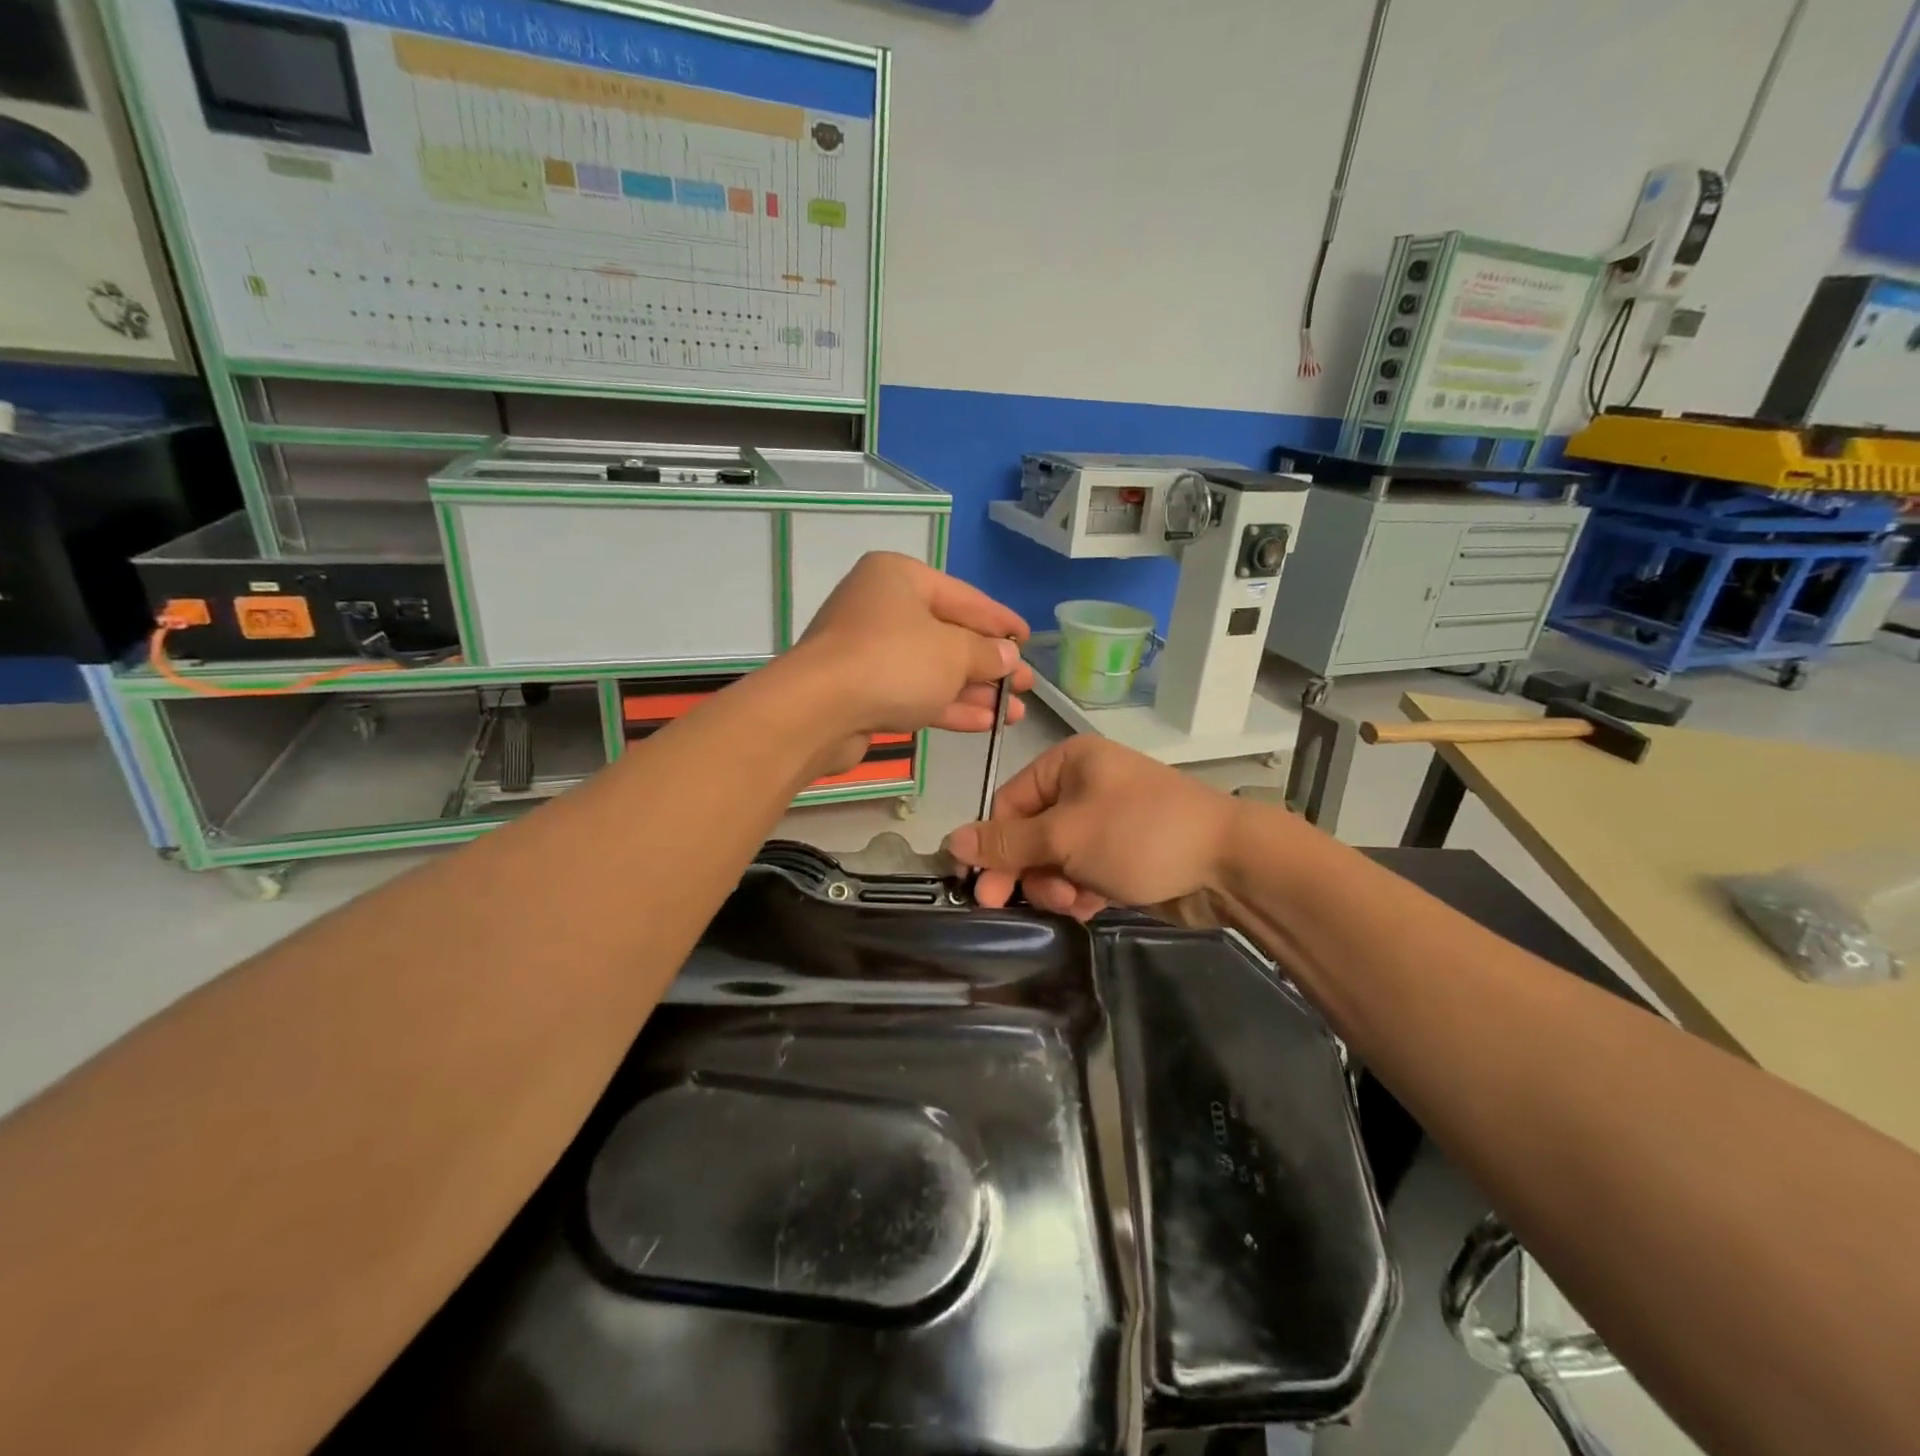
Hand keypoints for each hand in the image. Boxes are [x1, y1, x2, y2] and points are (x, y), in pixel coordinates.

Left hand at [781, 553, 1031, 766]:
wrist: (817, 711)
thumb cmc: (893, 662)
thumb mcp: (953, 653)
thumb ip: (987, 653)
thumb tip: (1009, 656)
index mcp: (900, 577)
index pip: (965, 597)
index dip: (1000, 621)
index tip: (1028, 640)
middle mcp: (881, 607)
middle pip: (948, 634)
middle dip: (990, 664)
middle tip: (1027, 685)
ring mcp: (868, 650)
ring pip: (932, 668)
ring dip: (974, 690)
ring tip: (1014, 712)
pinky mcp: (861, 690)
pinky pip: (913, 692)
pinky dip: (947, 705)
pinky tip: (984, 723)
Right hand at [945, 735, 1242, 920]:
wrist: (1228, 863)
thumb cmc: (1139, 834)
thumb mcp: (1065, 837)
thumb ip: (1007, 843)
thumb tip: (950, 840)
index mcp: (1067, 763)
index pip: (1009, 803)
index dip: (993, 846)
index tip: (983, 889)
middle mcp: (1084, 785)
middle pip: (1031, 833)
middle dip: (1030, 869)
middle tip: (1021, 904)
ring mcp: (1107, 819)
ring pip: (1056, 857)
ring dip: (1057, 884)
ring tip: (1077, 901)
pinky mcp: (1124, 851)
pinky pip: (1084, 870)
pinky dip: (1082, 889)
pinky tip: (1093, 904)